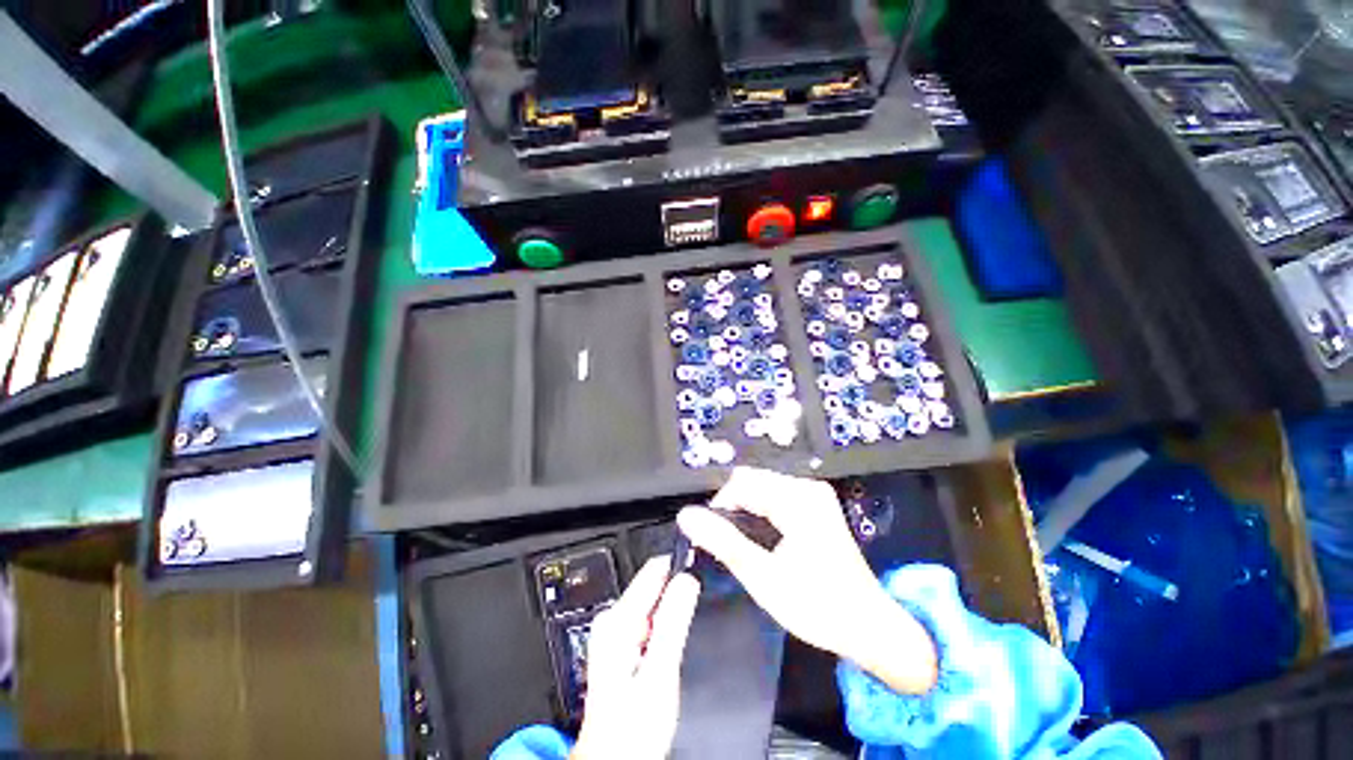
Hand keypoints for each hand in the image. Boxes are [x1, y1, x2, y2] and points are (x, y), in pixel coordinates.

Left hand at [572, 557, 700, 759]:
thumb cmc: (631, 730)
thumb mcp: (660, 674)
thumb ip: (674, 622)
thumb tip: (687, 580)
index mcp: (618, 621)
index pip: (654, 570)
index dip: (680, 566)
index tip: (699, 566)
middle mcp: (612, 620)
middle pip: (654, 584)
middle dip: (677, 593)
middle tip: (694, 612)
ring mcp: (615, 631)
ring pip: (654, 602)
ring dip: (672, 610)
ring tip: (682, 633)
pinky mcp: (621, 643)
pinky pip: (650, 618)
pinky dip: (665, 624)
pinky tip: (669, 646)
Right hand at [677, 467, 936, 694]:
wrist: (869, 627)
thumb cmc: (817, 605)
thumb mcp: (763, 576)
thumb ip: (722, 541)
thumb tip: (686, 516)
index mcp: (797, 499)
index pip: (742, 483)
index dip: (720, 506)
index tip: (712, 536)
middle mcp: (808, 488)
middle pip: (753, 482)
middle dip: (734, 508)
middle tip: (729, 545)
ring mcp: (815, 495)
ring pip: (763, 488)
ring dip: (747, 511)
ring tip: (746, 546)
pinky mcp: (818, 506)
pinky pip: (777, 497)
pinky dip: (762, 513)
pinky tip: (763, 540)